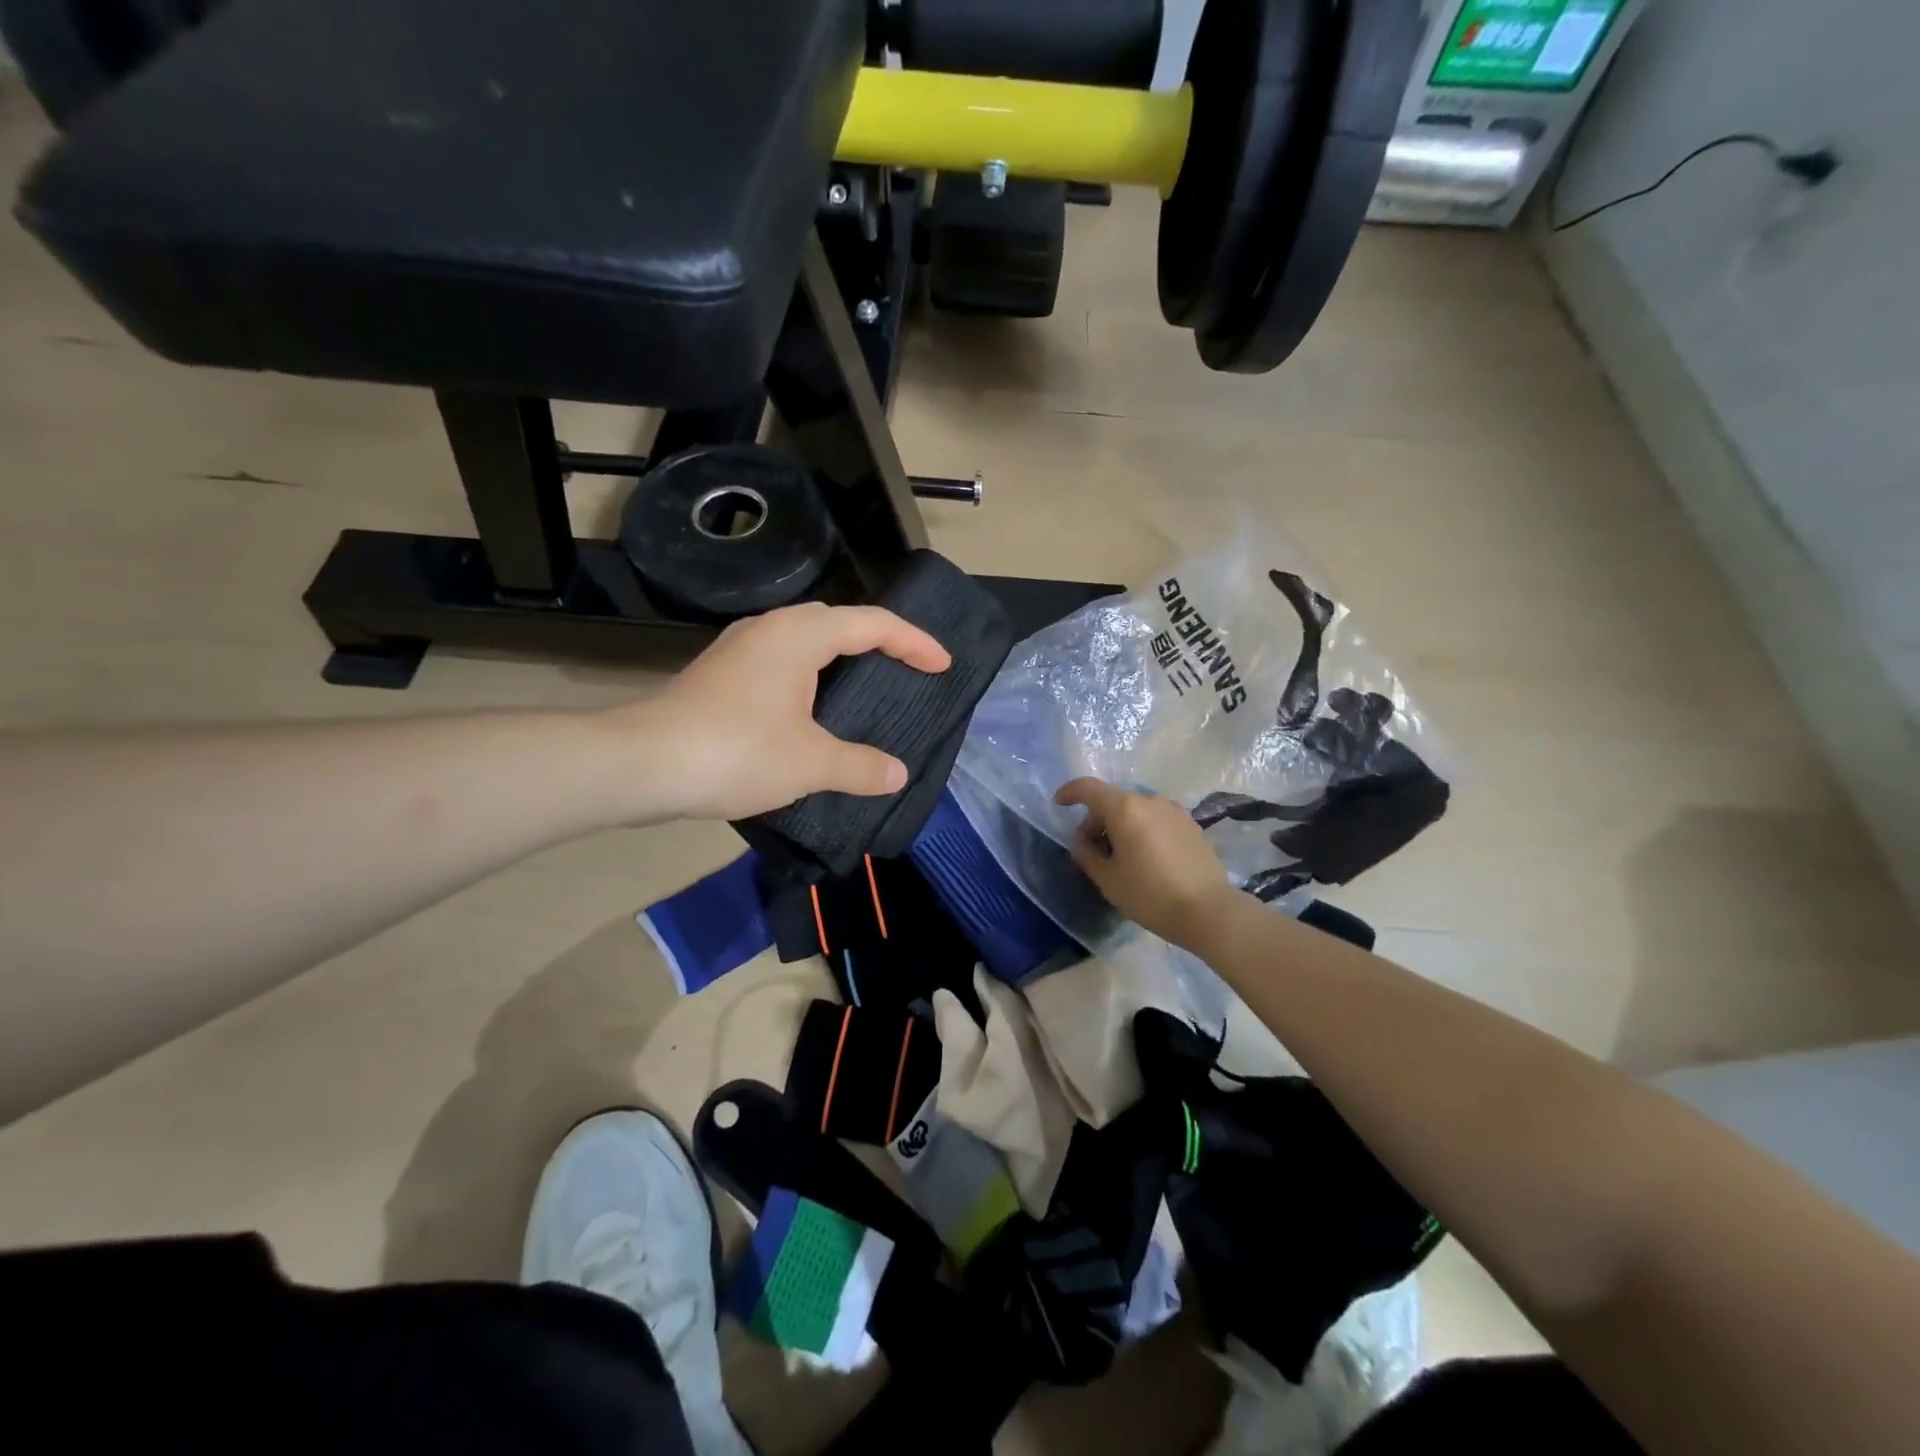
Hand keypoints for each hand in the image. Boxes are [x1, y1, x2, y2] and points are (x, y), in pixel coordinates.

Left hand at [629, 603, 950, 820]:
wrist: (642, 764)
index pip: (873, 624)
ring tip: (865, 685)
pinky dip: (810, 673)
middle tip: (907, 668)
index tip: (943, 665)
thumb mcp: (810, 764)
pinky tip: (811, 708)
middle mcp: (770, 628)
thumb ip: (860, 766)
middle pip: (838, 620)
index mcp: (800, 635)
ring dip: (840, 655)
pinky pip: (781, 659)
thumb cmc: (736, 752)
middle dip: (878, 640)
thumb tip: (897, 774)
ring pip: (805, 638)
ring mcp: (740, 648)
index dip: (914, 642)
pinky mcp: (721, 672)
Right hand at [1053, 778, 1235, 948]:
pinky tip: (1145, 857)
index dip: (1070, 792)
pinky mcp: (1190, 824)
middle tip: (1091, 850)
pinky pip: (1156, 819)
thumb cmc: (1151, 895)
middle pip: (1113, 800)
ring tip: (1120, 856)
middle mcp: (1149, 801)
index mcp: (1124, 809)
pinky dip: (1142, 829)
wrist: (1209, 911)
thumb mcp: (1108, 880)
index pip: (1089, 788)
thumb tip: (1082, 841)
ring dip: (1121, 825)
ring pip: (1136, 810)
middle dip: (1096, 820)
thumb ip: (1087, 855)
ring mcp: (1173, 811)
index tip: (1058, 804)